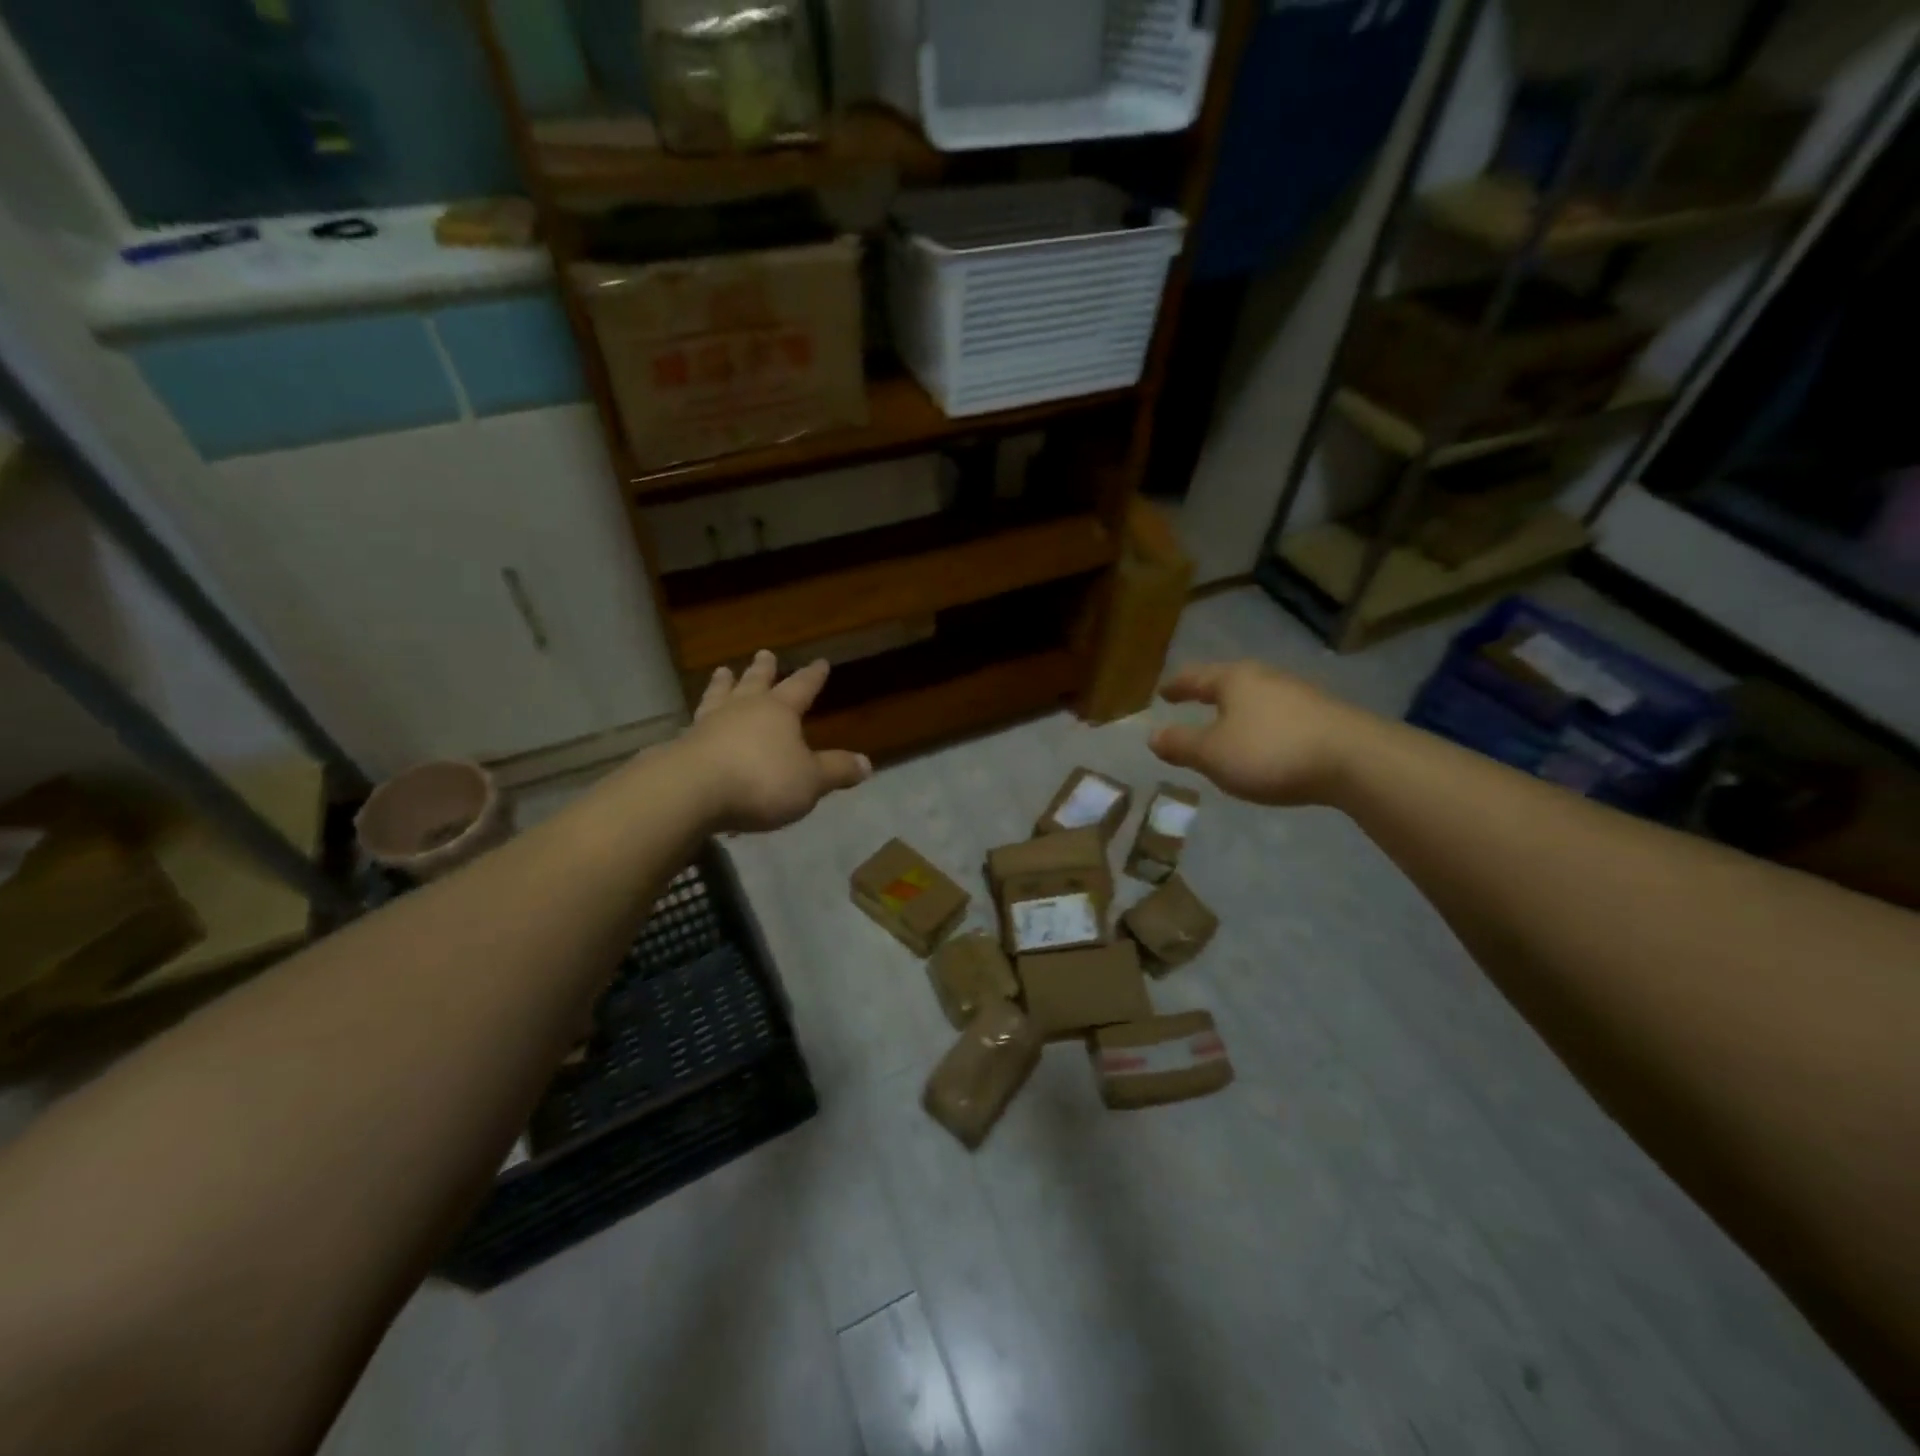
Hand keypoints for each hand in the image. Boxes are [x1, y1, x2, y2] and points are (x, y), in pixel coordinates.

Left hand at [676, 650, 871, 832]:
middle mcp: (743, 709)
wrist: (692, 791)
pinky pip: (694, 725)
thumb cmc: (761, 780)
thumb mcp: (810, 780)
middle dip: (762, 669)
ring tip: (722, 671)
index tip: (820, 661)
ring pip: (719, 696)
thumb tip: (867, 764)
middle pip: (755, 683)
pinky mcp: (683, 746)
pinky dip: (699, 720)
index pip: (801, 687)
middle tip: (764, 653)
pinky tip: (693, 722)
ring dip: (723, 684)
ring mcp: (709, 724)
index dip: (812, 676)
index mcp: (778, 711)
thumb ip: (836, 770)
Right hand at [1149, 661, 1375, 806]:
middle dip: (1208, 693)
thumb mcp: (1213, 754)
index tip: (1162, 692)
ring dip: (1237, 710)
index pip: (1195, 677)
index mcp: (1234, 680)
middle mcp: (1266, 678)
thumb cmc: (1271, 751)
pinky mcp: (1323, 716)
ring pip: (1256, 698)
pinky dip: (1261, 725)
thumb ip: (1181, 745)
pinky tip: (1264, 742)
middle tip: (1191, 702)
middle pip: (1228, 682)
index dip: (1176, 686)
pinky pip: (1278, 715)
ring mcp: (1299, 694)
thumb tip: (1153, 736)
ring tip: (1226, 725)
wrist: (1356, 761)